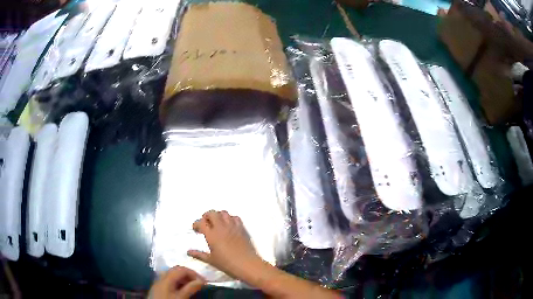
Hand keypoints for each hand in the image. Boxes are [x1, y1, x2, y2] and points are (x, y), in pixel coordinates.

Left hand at [149, 266, 204, 298]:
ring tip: (192, 287)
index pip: (182, 269)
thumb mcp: (181, 298)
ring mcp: (159, 282)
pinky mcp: (158, 288)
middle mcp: (161, 277)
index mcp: (166, 278)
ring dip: (183, 279)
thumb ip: (190, 288)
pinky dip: (178, 283)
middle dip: (189, 275)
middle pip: (176, 270)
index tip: (204, 282)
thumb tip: (201, 281)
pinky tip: (182, 290)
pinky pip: (169, 281)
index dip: (194, 273)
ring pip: (172, 275)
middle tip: (199, 283)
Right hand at [187, 210, 260, 278]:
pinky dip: (230, 219)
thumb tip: (188, 251)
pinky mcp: (242, 228)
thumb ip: (199, 254)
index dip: (196, 224)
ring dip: (218, 216)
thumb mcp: (211, 260)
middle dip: (206, 216)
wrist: (247, 265)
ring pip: (224, 213)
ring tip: (217, 223)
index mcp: (212, 235)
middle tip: (206, 224)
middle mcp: (221, 227)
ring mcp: (232, 227)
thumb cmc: (227, 264)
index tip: (196, 230)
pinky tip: (229, 226)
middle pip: (212, 213)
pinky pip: (235, 218)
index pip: (201, 222)